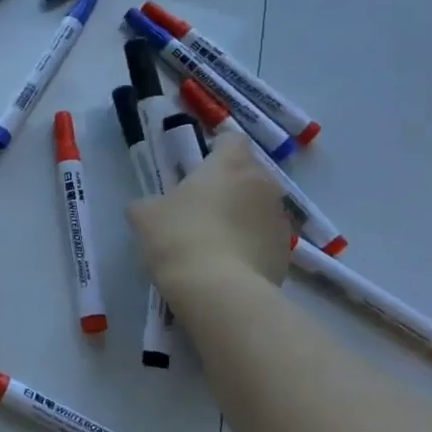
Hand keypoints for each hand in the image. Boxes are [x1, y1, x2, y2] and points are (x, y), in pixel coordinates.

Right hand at [128, 136, 293, 295]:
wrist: (218, 291)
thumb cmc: (179, 238)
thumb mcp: (145, 216)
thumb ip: (149, 203)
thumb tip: (151, 208)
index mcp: (231, 165)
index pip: (232, 140)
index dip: (216, 150)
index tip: (198, 168)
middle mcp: (263, 184)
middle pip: (249, 173)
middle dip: (230, 185)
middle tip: (202, 207)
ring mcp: (279, 219)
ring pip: (260, 207)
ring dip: (243, 216)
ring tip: (216, 241)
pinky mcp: (286, 252)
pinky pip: (265, 238)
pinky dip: (251, 245)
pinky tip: (228, 264)